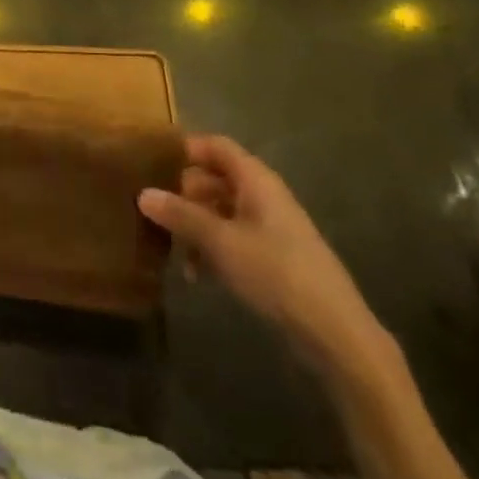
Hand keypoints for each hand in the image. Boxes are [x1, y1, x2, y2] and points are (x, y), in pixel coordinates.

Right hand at [139, 135, 389, 377]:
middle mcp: (263, 195)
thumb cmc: (276, 273)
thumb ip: (181, 215)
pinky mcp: (273, 256)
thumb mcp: (220, 242)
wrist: (335, 332)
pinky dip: (212, 248)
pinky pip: (232, 238)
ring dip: (195, 227)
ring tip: (175, 252)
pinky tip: (198, 275)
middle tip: (156, 213)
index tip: (151, 164)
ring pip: (221, 211)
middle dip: (184, 194)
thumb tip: (143, 193)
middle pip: (215, 178)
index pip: (215, 146)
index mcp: (255, 180)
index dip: (185, 149)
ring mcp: (270, 226)